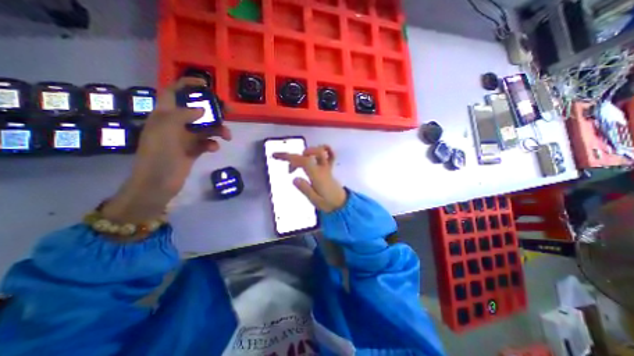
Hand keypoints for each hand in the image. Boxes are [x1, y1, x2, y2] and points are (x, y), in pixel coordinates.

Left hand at [103, 78, 231, 223]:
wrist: (158, 182)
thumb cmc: (159, 154)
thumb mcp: (166, 130)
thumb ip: (183, 115)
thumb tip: (202, 110)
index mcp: (165, 115)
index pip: (174, 92)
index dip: (187, 84)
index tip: (205, 84)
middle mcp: (176, 124)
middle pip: (197, 110)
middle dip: (213, 109)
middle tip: (229, 111)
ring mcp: (186, 137)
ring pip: (206, 128)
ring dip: (218, 130)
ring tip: (227, 136)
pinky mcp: (193, 150)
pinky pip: (207, 142)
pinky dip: (212, 144)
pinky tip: (213, 148)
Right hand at [272, 144, 345, 211]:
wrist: (342, 204)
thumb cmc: (328, 203)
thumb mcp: (315, 200)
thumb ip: (305, 189)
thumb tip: (294, 178)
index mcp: (317, 176)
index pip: (303, 161)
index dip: (289, 156)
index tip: (275, 156)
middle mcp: (322, 168)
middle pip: (308, 154)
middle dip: (294, 158)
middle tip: (290, 171)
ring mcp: (327, 166)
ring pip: (319, 151)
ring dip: (306, 153)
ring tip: (300, 163)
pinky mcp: (330, 167)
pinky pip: (331, 154)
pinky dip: (323, 149)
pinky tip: (315, 155)